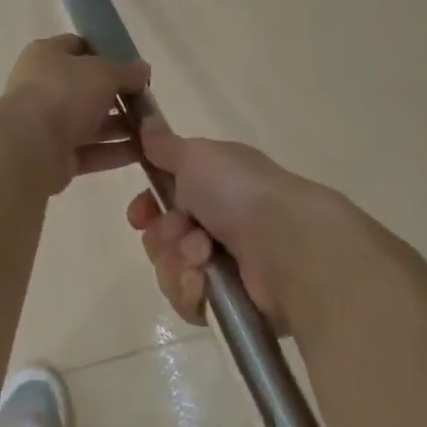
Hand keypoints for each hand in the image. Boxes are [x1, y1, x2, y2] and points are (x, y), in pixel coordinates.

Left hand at [3, 35, 150, 194]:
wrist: (30, 146)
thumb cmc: (64, 93)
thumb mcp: (103, 72)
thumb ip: (126, 71)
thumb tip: (143, 70)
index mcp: (46, 56)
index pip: (78, 47)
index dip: (106, 54)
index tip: (134, 67)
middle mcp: (44, 87)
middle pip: (87, 89)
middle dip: (119, 96)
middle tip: (148, 103)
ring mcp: (48, 124)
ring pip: (91, 123)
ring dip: (122, 127)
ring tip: (154, 132)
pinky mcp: (55, 156)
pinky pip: (91, 151)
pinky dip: (115, 152)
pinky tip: (144, 153)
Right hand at [125, 125, 320, 329]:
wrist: (286, 245)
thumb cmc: (239, 192)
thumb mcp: (197, 156)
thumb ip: (165, 146)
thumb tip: (147, 123)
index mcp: (215, 187)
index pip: (165, 201)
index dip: (146, 207)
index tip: (139, 214)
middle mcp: (219, 225)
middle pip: (162, 238)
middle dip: (164, 235)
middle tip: (182, 231)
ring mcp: (225, 265)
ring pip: (170, 269)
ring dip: (178, 260)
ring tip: (203, 256)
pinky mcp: (228, 303)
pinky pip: (186, 299)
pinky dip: (192, 289)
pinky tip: (207, 281)